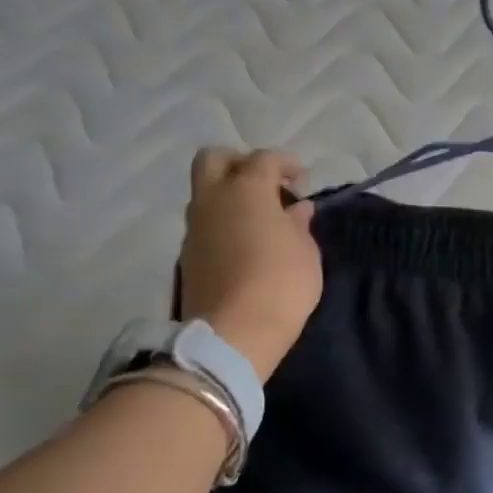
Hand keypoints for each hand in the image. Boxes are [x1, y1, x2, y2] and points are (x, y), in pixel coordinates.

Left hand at [179, 149, 323, 380]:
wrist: (233, 334)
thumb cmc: (281, 283)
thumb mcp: (305, 251)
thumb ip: (299, 223)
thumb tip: (296, 209)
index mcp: (246, 189)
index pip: (264, 158)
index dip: (287, 164)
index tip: (303, 182)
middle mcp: (212, 199)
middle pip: (214, 159)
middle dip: (240, 163)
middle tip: (267, 185)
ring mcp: (194, 228)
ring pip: (205, 192)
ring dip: (230, 196)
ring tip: (260, 220)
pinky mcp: (187, 256)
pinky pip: (205, 224)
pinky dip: (223, 223)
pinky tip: (245, 244)